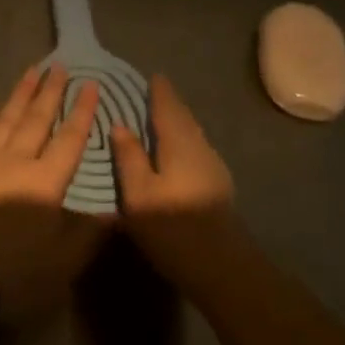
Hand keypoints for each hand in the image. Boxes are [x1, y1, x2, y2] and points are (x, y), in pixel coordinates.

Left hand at [0, 65, 106, 326]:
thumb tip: (116, 210)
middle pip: (37, 119)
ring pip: (6, 120)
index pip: (70, 139)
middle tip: (60, 65)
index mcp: (46, 182)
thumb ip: (88, 234)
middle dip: (51, 92)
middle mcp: (16, 161)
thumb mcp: (61, 263)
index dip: (83, 112)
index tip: (91, 85)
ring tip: (31, 72)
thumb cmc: (11, 273)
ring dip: (20, 95)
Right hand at [111, 74, 243, 291]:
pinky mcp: (217, 186)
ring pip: (192, 134)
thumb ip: (129, 157)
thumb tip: (120, 125)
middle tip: (152, 92)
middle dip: (169, 103)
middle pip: (183, 118)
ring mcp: (213, 167)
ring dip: (177, 122)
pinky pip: (195, 148)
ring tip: (159, 117)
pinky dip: (182, 139)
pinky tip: (174, 151)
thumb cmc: (173, 228)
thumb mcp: (139, 193)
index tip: (151, 75)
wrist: (223, 268)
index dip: (159, 91)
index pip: (168, 107)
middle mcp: (200, 148)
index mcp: (179, 144)